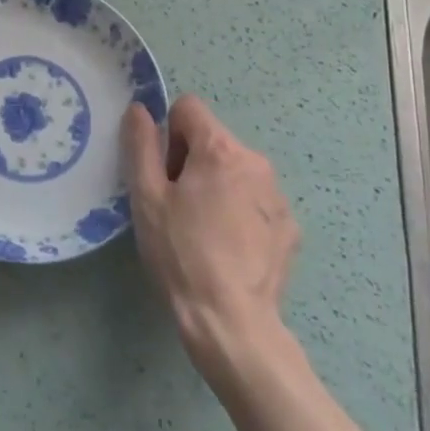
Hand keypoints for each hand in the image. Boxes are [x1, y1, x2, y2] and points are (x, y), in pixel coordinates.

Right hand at [125, 95, 299, 391]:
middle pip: (212, 140)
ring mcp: (278, 196)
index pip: (188, 108)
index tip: (163, 173)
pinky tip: (227, 249)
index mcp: (220, 149)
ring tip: (202, 230)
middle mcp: (256, 162)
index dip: (167, 134)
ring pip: (235, 171)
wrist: (232, 321)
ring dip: (216, 186)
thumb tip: (139, 109)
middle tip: (176, 206)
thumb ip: (140, 145)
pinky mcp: (289, 227)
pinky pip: (255, 201)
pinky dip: (239, 213)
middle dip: (190, 161)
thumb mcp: (147, 197)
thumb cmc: (181, 253)